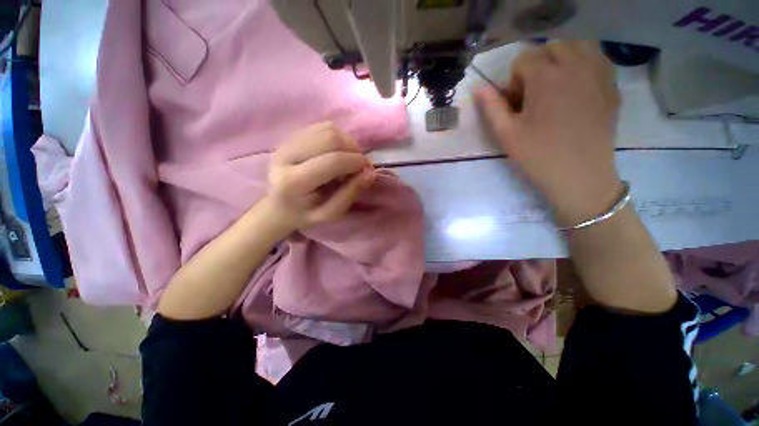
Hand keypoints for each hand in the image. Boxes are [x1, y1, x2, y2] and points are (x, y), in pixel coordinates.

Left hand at [265, 122, 374, 231]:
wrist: (279, 205)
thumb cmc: (306, 214)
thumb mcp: (330, 214)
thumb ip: (350, 194)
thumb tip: (370, 173)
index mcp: (293, 182)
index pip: (332, 161)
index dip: (356, 161)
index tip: (368, 169)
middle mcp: (285, 156)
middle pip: (330, 138)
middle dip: (353, 149)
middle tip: (359, 164)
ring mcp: (286, 142)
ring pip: (327, 129)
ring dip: (347, 142)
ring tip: (349, 159)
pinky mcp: (291, 136)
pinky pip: (322, 127)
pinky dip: (338, 137)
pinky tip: (338, 152)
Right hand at [475, 41, 622, 225]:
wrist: (580, 176)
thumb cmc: (538, 155)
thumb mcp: (506, 134)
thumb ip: (491, 107)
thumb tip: (478, 87)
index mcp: (545, 78)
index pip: (523, 60)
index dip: (515, 81)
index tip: (517, 104)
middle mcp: (574, 66)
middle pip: (551, 47)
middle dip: (538, 66)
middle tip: (535, 95)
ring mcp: (598, 74)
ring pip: (579, 46)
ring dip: (563, 59)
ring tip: (556, 86)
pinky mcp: (612, 87)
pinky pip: (598, 60)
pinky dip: (585, 65)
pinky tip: (578, 88)